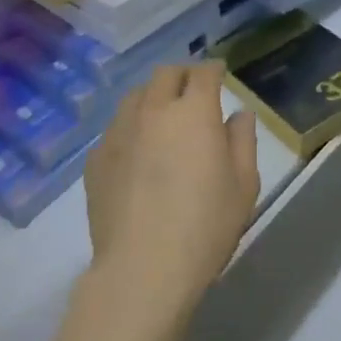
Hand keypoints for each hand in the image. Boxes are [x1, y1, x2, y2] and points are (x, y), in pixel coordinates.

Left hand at [84, 63, 259, 321]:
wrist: (142, 270)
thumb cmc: (205, 226)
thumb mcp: (243, 185)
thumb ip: (243, 141)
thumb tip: (239, 115)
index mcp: (193, 112)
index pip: (203, 73)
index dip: (213, 69)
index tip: (219, 74)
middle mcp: (153, 110)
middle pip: (165, 74)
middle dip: (182, 76)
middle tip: (192, 91)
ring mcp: (119, 132)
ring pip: (135, 96)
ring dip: (153, 97)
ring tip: (162, 117)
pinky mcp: (96, 159)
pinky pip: (116, 128)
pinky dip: (131, 128)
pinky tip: (137, 152)